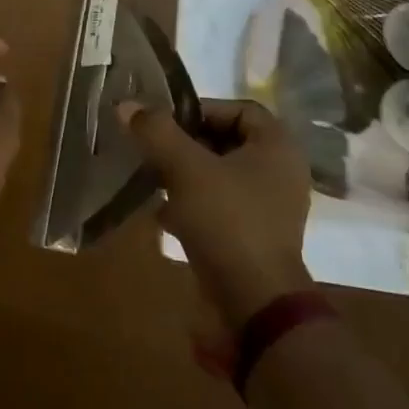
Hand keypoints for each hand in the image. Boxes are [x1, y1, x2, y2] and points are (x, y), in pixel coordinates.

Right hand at [119, 99, 313, 328]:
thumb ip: (156, 132)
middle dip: (187, 145)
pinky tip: (164, 216)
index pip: (239, 109)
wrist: (254, 304)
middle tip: (155, 151)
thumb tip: (126, 104)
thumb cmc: (228, 221)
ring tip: (154, 181)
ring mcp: (271, 209)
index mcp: (277, 147)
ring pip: (221, 176)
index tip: (167, 125)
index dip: (201, 110)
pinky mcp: (256, 238)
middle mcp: (281, 173)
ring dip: (186, 175)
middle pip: (227, 142)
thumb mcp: (186, 169)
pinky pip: (222, 207)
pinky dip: (194, 206)